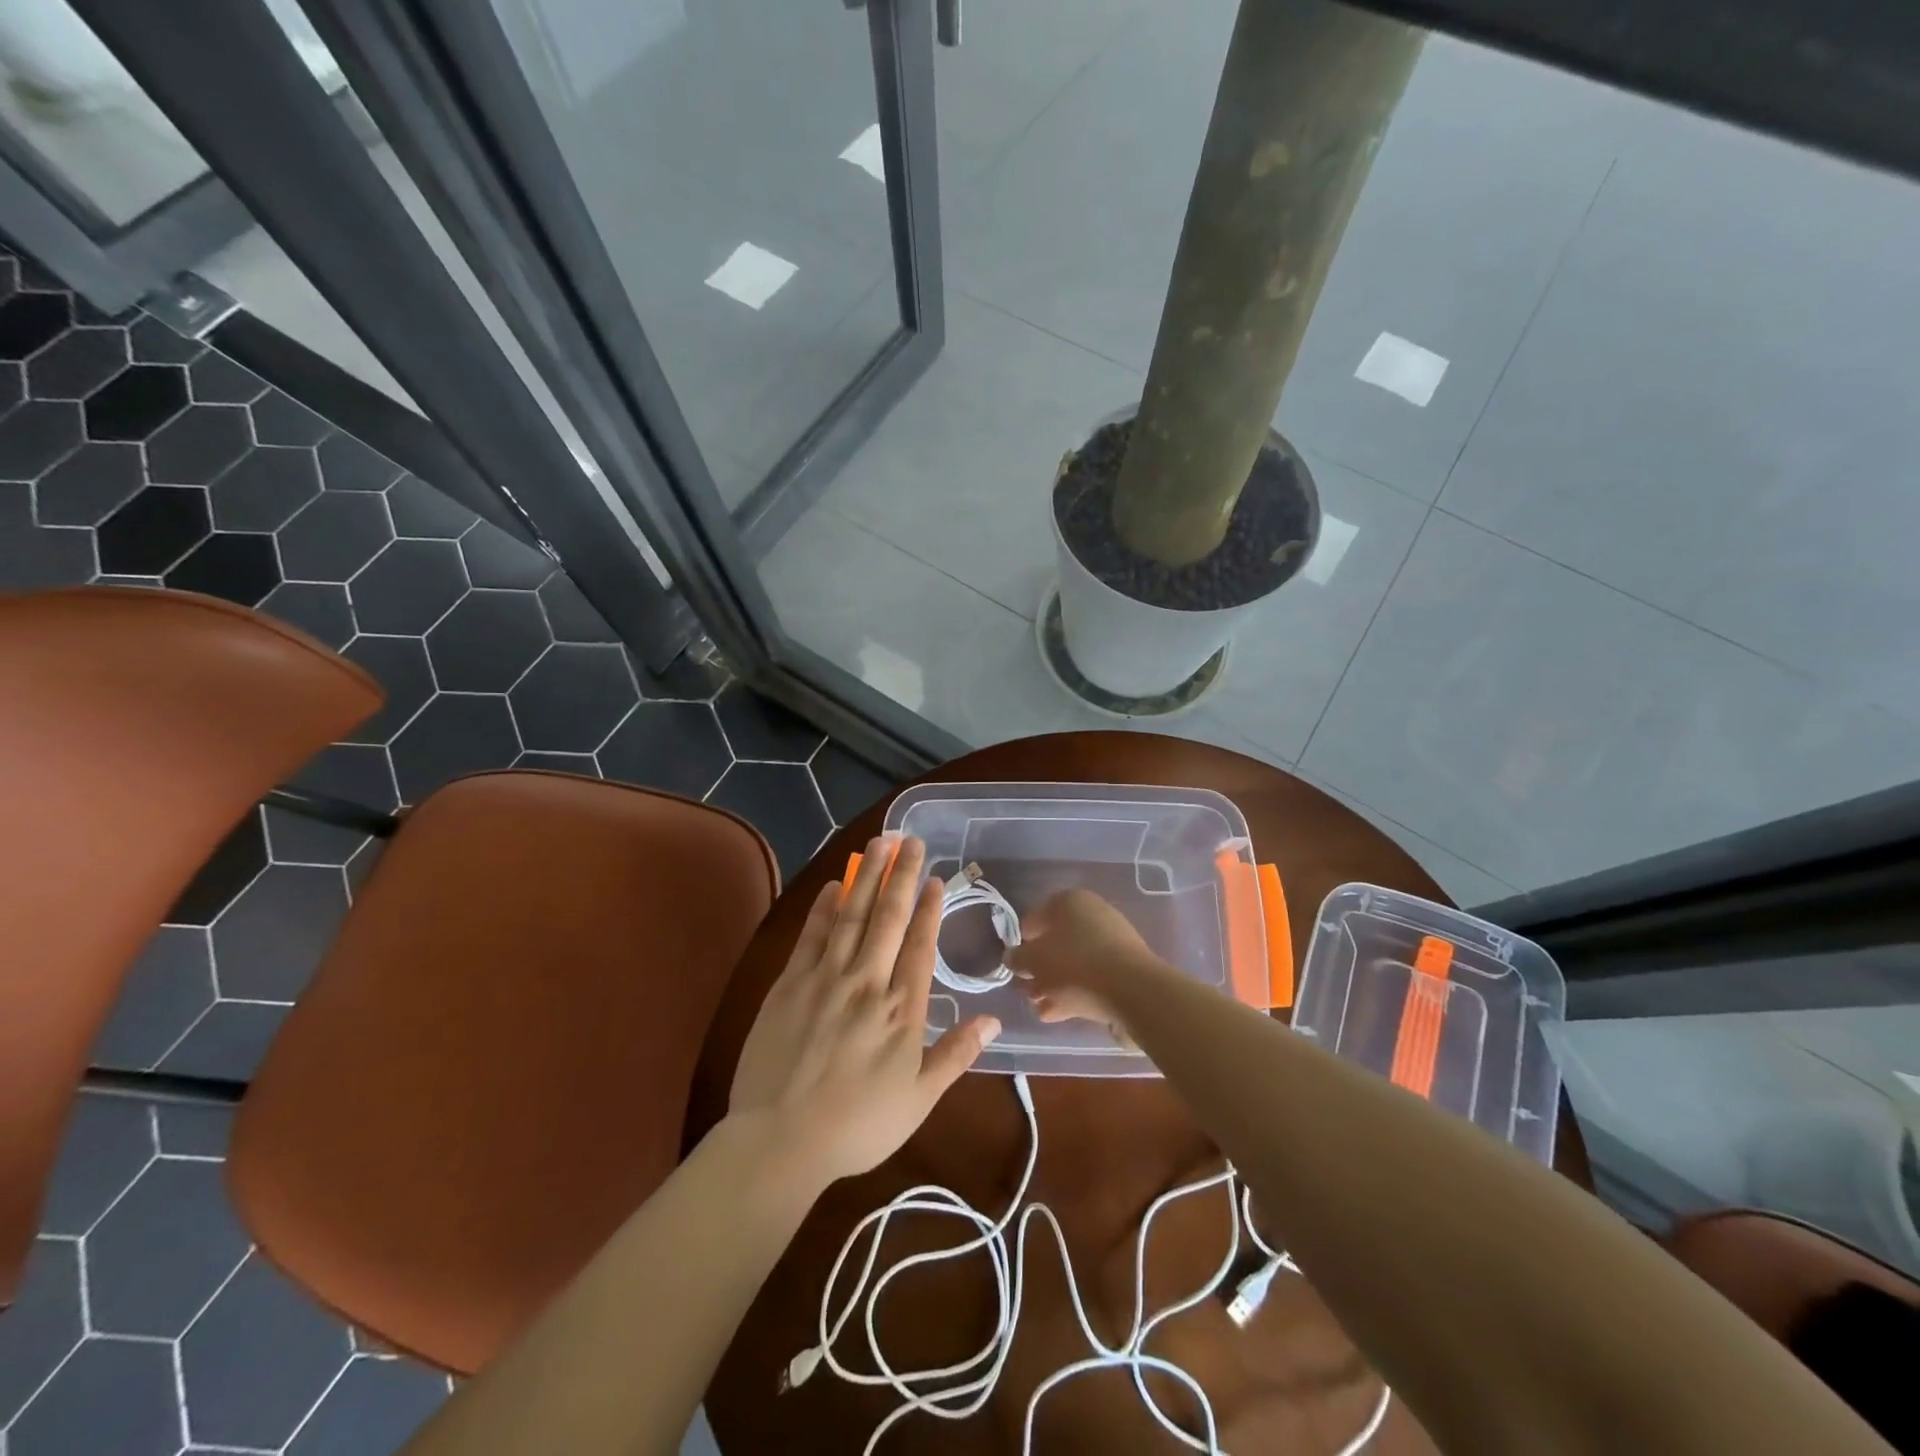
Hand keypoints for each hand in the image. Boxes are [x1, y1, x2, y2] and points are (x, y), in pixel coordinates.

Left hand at [729, 834, 999, 1189]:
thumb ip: (956, 1055)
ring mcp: (825, 978)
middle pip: (888, 917)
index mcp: (902, 1009)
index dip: (929, 908)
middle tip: (911, 840)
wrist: (781, 1140)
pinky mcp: (789, 984)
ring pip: (851, 915)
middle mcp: (867, 982)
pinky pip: (811, 936)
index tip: (936, 878)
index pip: (920, 944)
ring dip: (866, 876)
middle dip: (901, 875)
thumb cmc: (858, 1126)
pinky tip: (832, 885)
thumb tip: (994, 1021)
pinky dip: (823, 908)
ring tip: (879, 843)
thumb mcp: (919, 1100)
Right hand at [1006, 889, 1159, 1039]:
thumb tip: (1012, 957)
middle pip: (1056, 942)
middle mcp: (1092, 914)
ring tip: (1039, 1008)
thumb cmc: (1074, 965)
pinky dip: (1074, 993)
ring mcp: (1112, 941)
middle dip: (1039, 968)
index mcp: (1069, 901)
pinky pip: (1091, 978)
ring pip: (1073, 962)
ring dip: (1054, 984)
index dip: (1022, 940)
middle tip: (1027, 989)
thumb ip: (1018, 958)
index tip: (1016, 962)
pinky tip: (1058, 1014)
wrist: (1131, 991)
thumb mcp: (1033, 960)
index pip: (1036, 917)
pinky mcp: (1125, 968)